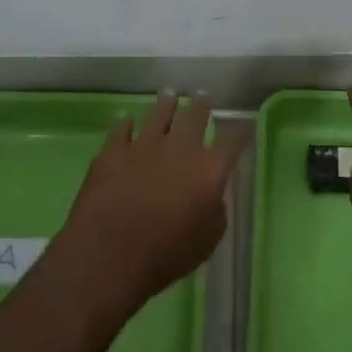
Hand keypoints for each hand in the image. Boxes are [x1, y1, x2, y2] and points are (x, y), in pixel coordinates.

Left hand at [53, 92, 247, 314]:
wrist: (109, 255)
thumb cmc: (166, 255)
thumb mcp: (207, 240)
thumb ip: (215, 210)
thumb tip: (211, 195)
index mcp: (209, 168)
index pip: (232, 140)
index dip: (239, 132)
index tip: (242, 128)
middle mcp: (180, 147)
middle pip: (195, 116)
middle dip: (201, 107)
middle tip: (202, 100)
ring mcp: (144, 145)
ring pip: (159, 113)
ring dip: (166, 104)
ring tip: (169, 96)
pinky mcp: (113, 151)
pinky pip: (121, 129)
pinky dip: (125, 124)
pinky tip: (126, 121)